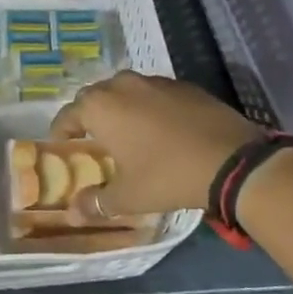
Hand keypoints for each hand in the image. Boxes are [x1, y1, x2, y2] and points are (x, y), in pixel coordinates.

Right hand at [50, 71, 263, 217]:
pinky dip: (150, 107)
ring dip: (121, 108)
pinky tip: (162, 129)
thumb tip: (73, 212)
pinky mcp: (183, 85)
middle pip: (95, 97)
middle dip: (90, 116)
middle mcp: (122, 85)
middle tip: (94, 140)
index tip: (62, 146)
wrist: (230, 159)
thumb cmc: (167, 175)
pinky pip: (155, 93)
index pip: (68, 114)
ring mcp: (155, 81)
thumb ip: (97, 201)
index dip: (61, 132)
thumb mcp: (129, 196)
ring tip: (128, 133)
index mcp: (101, 107)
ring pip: (126, 90)